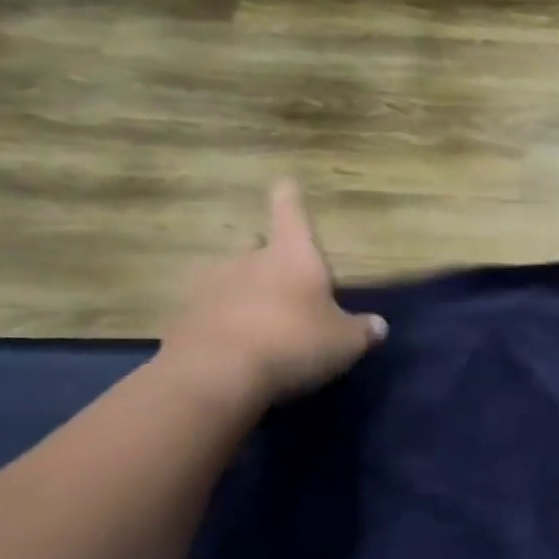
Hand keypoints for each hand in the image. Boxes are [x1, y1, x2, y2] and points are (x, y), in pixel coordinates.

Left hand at [160, 180, 386, 409]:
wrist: (215, 376)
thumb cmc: (293, 343)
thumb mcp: (345, 342)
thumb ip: (362, 331)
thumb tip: (378, 326)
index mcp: (291, 256)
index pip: (291, 214)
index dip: (290, 197)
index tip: (285, 181)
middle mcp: (247, 260)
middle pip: (257, 248)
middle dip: (269, 260)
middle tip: (284, 283)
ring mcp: (208, 287)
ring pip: (230, 281)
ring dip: (243, 294)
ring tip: (259, 322)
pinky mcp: (181, 318)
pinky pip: (208, 314)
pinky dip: (221, 324)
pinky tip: (233, 348)